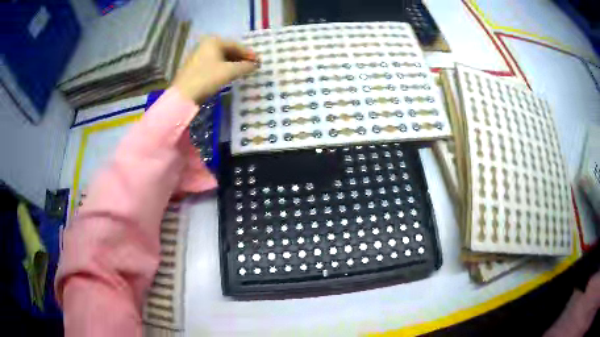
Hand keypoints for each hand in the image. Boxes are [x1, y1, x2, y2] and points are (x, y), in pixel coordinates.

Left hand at [173, 36, 258, 101]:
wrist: (183, 95)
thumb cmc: (207, 78)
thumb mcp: (229, 72)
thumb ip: (245, 66)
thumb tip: (256, 65)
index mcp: (213, 41)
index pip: (236, 45)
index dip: (248, 53)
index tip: (259, 61)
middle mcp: (205, 44)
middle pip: (228, 50)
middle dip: (240, 58)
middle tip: (251, 66)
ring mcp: (198, 54)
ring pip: (220, 57)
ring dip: (232, 63)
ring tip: (242, 71)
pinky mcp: (194, 65)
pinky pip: (213, 63)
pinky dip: (223, 67)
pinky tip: (228, 74)